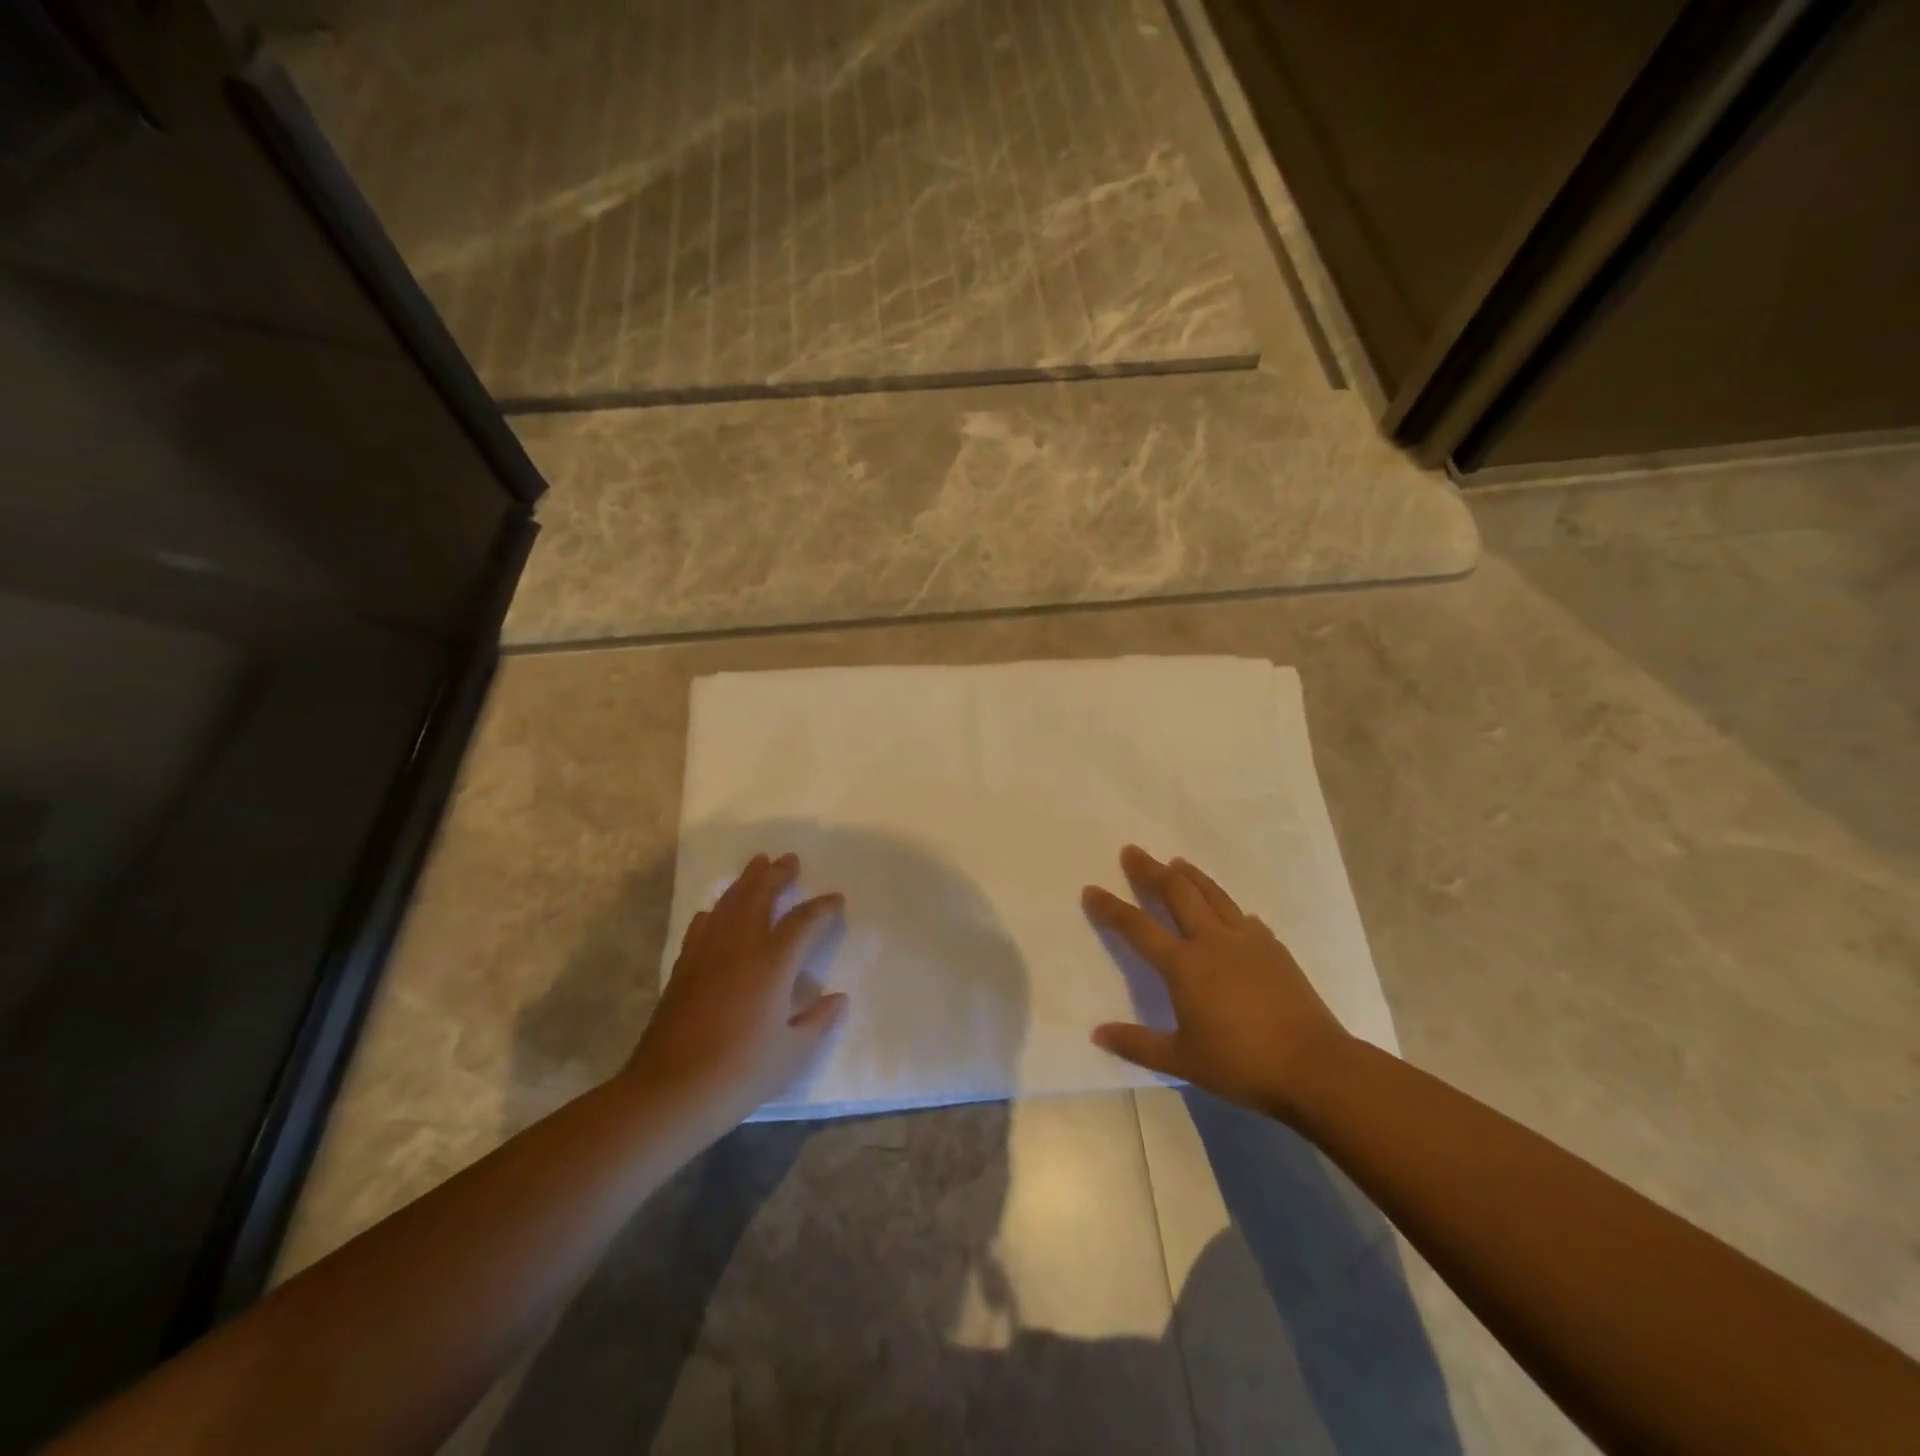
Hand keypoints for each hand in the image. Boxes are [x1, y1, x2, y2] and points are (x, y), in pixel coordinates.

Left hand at [624, 852, 848, 1133]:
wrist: (670, 1092)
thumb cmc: (740, 1073)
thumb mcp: (793, 1054)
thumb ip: (818, 1021)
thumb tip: (838, 998)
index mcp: (772, 964)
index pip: (803, 922)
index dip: (822, 908)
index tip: (837, 899)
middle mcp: (739, 948)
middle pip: (759, 897)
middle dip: (777, 875)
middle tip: (790, 859)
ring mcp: (706, 955)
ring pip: (728, 904)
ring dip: (745, 882)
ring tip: (757, 864)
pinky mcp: (683, 969)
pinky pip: (701, 927)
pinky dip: (713, 912)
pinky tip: (714, 910)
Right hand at [1084, 845, 1352, 1119]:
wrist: (1314, 1067)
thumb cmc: (1242, 1064)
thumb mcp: (1182, 1061)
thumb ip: (1137, 1044)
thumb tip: (1097, 1034)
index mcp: (1184, 965)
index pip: (1138, 927)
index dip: (1111, 908)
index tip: (1092, 889)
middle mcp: (1212, 941)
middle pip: (1176, 892)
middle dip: (1150, 870)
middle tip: (1133, 851)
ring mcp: (1247, 940)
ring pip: (1212, 894)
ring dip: (1190, 875)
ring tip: (1176, 861)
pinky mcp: (1274, 948)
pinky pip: (1242, 916)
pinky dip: (1226, 905)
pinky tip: (1229, 910)